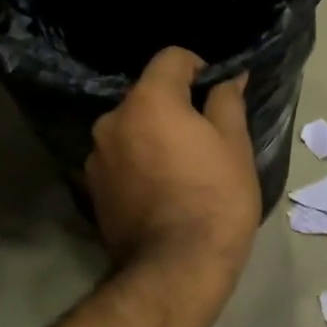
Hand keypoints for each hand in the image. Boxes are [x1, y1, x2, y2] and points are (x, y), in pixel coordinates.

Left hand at [85, 48, 261, 282]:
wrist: (175, 269)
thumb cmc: (215, 199)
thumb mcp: (234, 146)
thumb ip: (227, 101)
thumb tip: (229, 77)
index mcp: (147, 100)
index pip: (171, 58)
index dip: (199, 68)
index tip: (216, 93)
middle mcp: (112, 119)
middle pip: (147, 95)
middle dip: (174, 106)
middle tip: (203, 137)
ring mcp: (96, 156)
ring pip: (131, 128)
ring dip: (152, 135)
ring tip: (180, 169)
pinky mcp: (91, 188)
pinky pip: (119, 159)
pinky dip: (137, 163)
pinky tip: (159, 190)